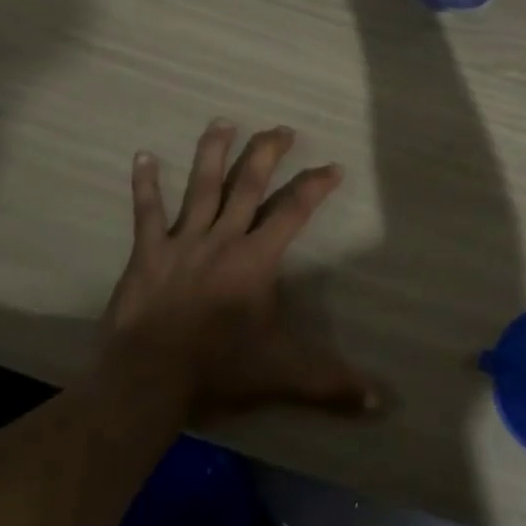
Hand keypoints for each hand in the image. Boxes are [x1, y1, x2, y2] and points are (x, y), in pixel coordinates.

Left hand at [98, 120, 382, 422]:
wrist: (148, 382)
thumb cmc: (219, 370)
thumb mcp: (283, 375)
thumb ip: (332, 384)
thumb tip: (382, 403)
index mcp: (256, 259)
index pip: (294, 210)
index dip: (316, 186)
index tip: (333, 167)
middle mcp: (222, 238)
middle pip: (248, 184)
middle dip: (267, 153)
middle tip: (281, 129)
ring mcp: (182, 242)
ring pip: (201, 186)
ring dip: (213, 152)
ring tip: (223, 121)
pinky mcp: (148, 253)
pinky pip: (146, 212)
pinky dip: (145, 184)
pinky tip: (143, 155)